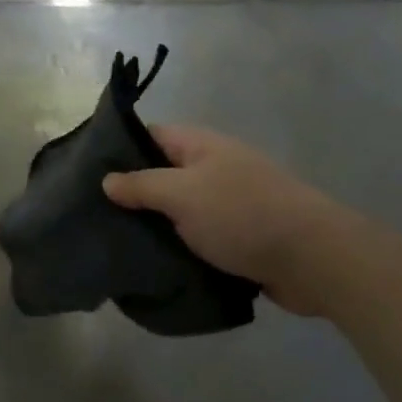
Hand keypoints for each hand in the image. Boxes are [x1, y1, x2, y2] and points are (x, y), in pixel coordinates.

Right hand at [102, 126, 375, 316]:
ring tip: (116, 243)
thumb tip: (107, 179)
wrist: (314, 259)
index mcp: (199, 145)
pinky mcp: (239, 238)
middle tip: (95, 215)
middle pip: (162, 175)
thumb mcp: (182, 194)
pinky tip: (153, 264)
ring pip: (179, 210)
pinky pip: (198, 237)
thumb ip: (142, 185)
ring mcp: (228, 203)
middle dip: (133, 194)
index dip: (119, 150)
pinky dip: (179, 248)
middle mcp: (213, 168)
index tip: (87, 173)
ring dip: (156, 226)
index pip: (149, 136)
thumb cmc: (242, 214)